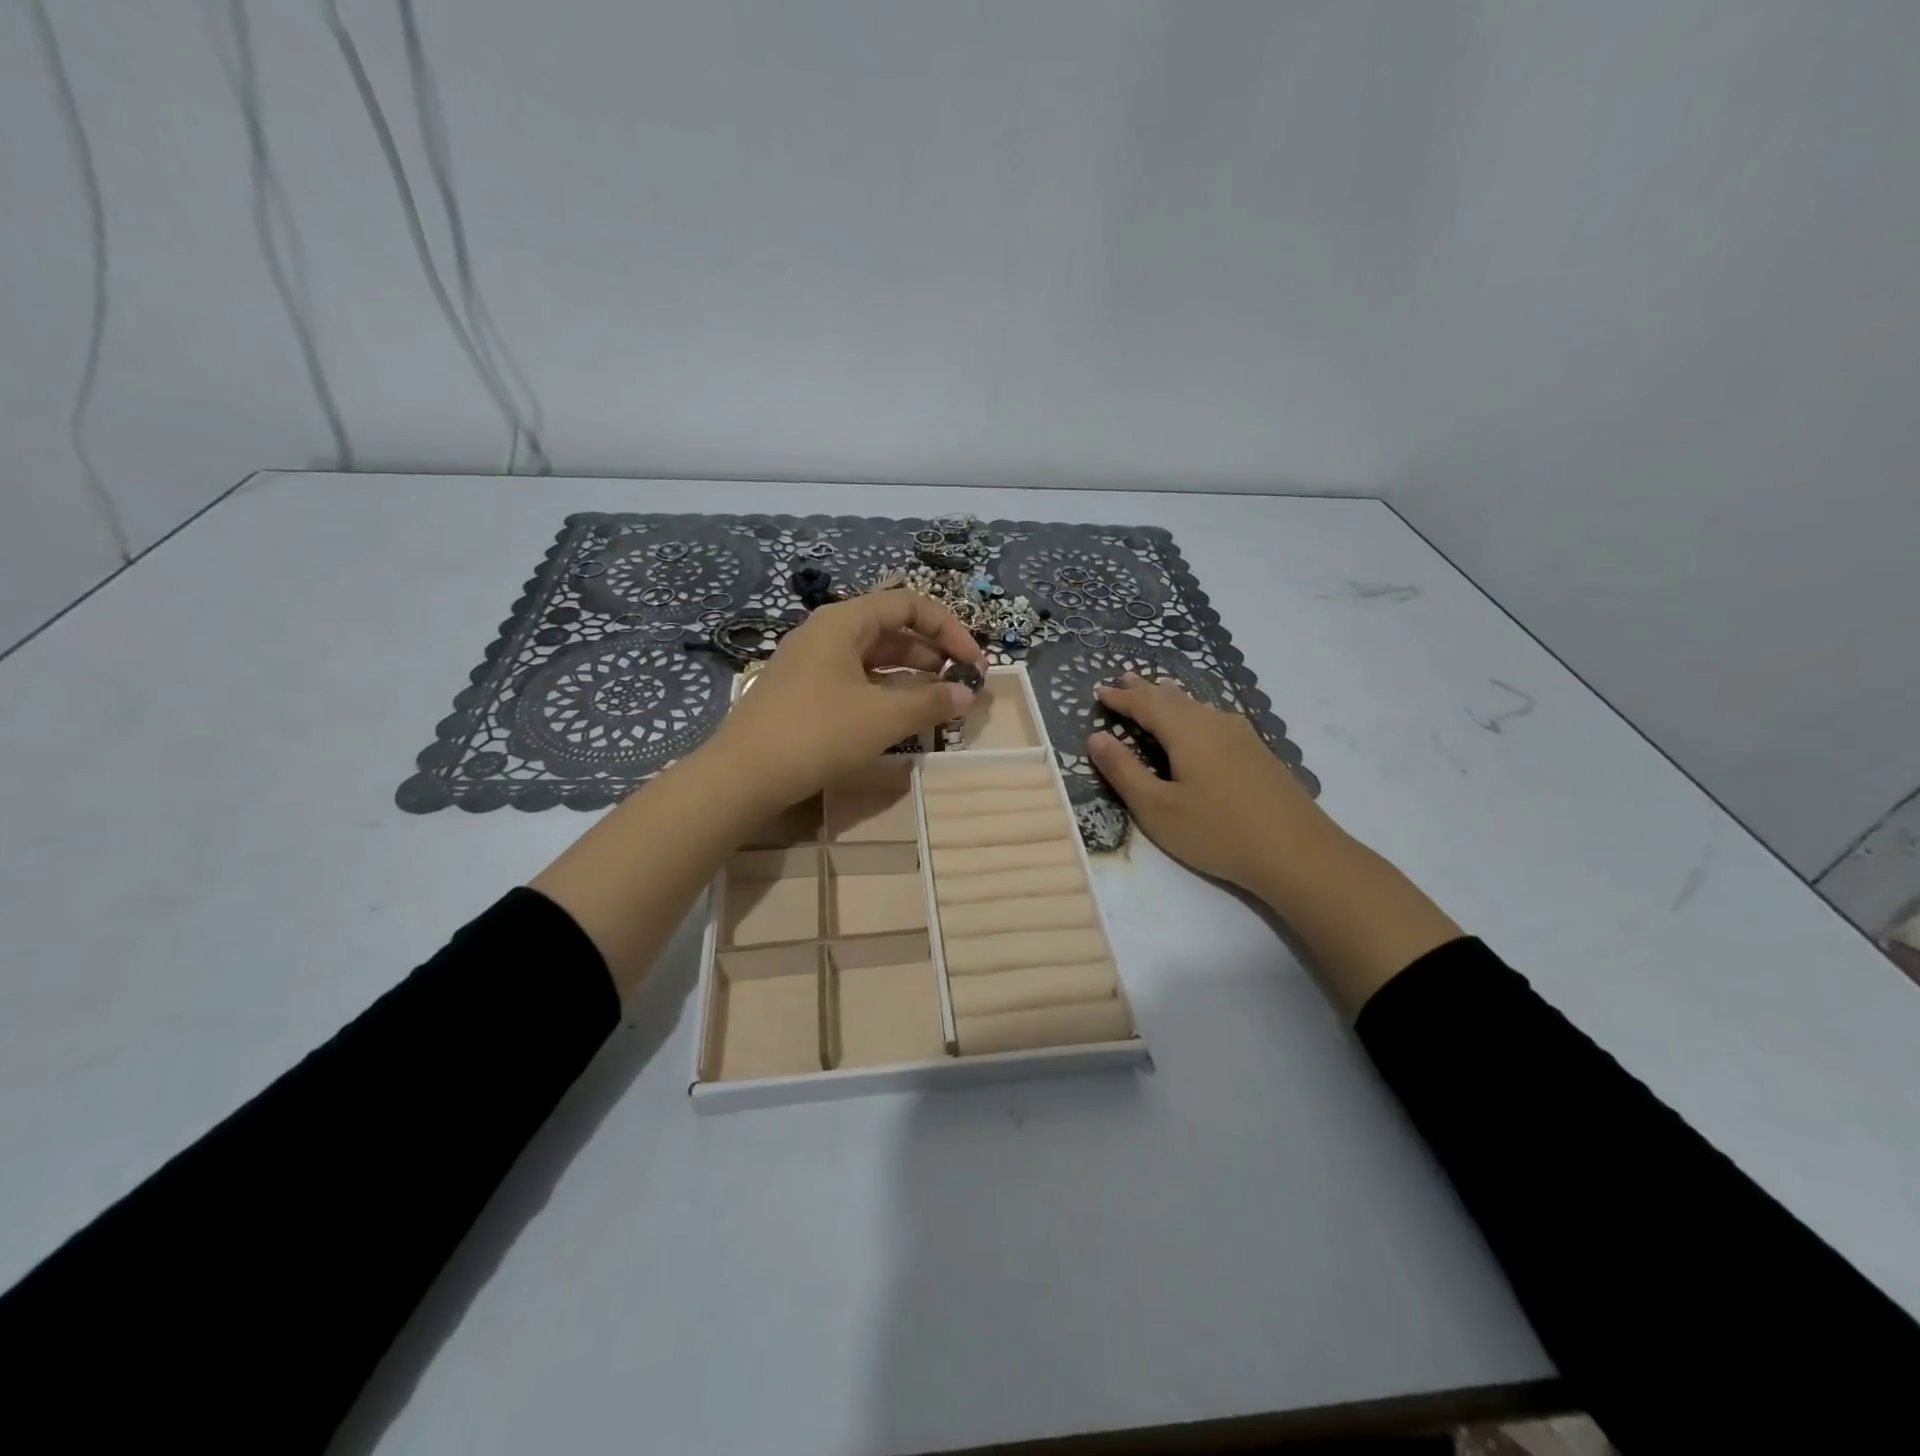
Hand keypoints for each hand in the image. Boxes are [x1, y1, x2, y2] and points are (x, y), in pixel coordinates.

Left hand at [703, 590, 984, 811]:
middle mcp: (826, 634)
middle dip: (932, 653)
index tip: (974, 662)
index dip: (948, 629)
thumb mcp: (882, 717)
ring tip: (940, 702)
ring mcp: (812, 665)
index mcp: (843, 622)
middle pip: (891, 629)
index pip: (908, 604)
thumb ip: (930, 701)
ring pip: (874, 659)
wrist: (742, 776)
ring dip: (912, 676)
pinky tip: (903, 717)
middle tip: (962, 683)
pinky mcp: (805, 694)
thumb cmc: (816, 733)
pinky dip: (886, 693)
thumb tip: (966, 693)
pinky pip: (856, 682)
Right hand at [1088, 671, 1461, 1017]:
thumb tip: (1096, 737)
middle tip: (1125, 678)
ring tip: (1158, 691)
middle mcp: (1215, 722)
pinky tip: (1201, 721)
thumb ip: (1124, 771)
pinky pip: (1215, 718)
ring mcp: (1242, 736)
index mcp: (1187, 731)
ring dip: (1172, 698)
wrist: (1298, 853)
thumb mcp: (1157, 808)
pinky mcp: (1258, 753)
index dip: (1121, 698)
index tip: (1099, 692)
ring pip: (1198, 706)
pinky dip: (1194, 712)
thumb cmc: (1218, 832)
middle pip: (1174, 698)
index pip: (1146, 704)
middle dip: (1146, 690)